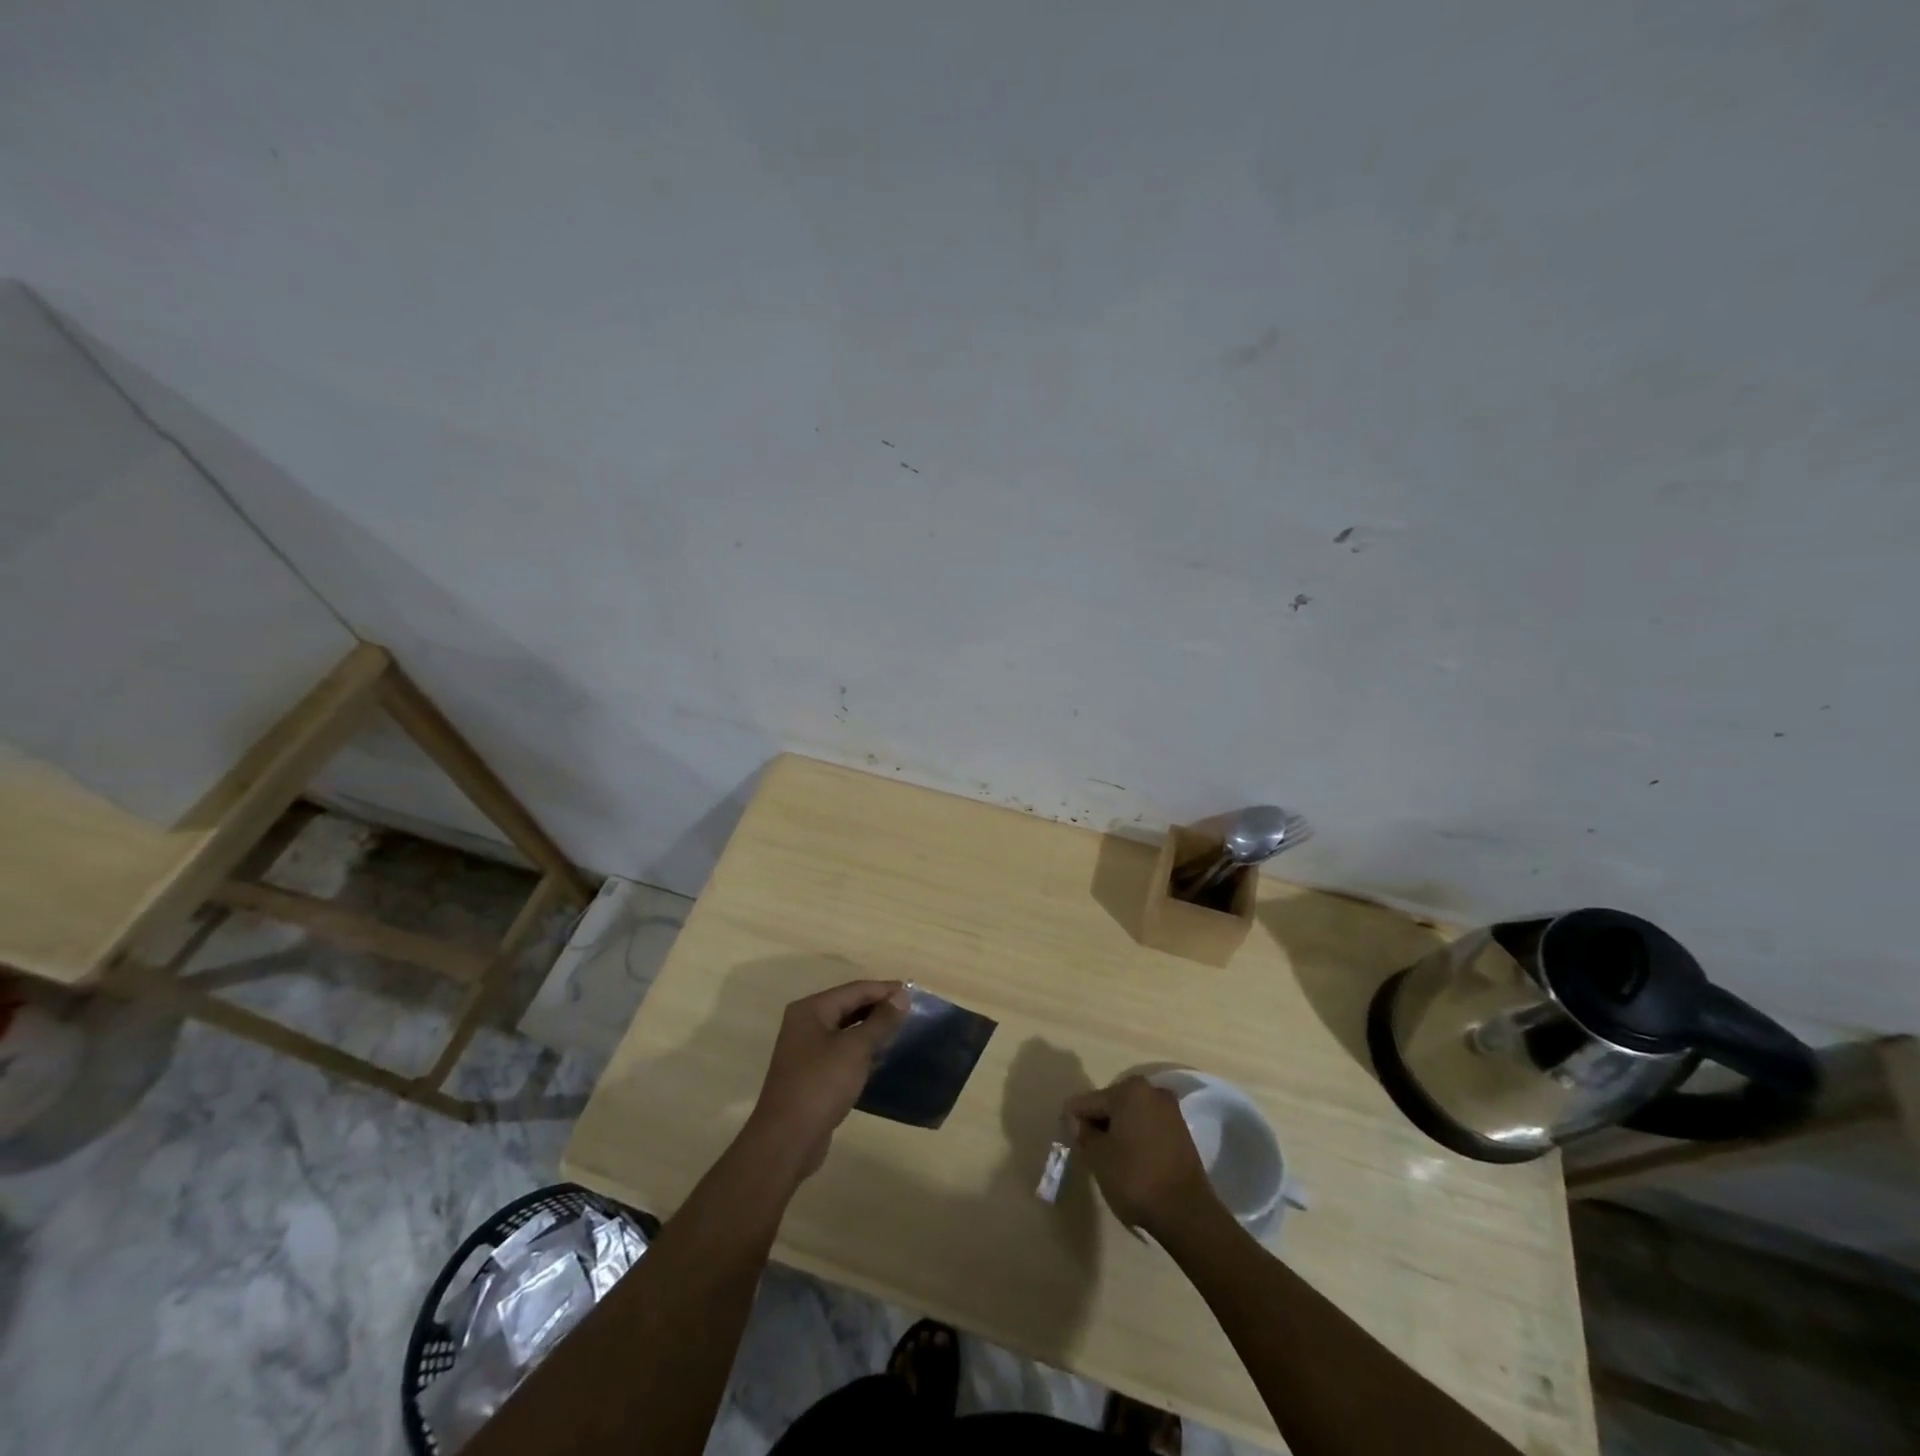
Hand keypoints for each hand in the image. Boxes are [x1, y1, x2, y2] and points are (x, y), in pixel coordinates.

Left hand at [742, 980, 909, 1181]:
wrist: (787, 1141)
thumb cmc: (821, 1085)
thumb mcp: (856, 1049)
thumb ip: (880, 1021)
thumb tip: (901, 995)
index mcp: (811, 1010)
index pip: (854, 990)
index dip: (884, 990)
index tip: (913, 993)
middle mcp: (805, 1024)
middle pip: (848, 1006)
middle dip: (878, 1008)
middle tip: (910, 1012)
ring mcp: (805, 1050)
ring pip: (845, 1030)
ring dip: (871, 1029)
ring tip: (900, 1031)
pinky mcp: (810, 1074)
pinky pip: (840, 1051)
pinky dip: (860, 1050)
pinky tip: (880, 1057)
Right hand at [1065, 1076, 1222, 1239]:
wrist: (1186, 1212)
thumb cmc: (1135, 1178)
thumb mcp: (1098, 1156)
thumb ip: (1082, 1133)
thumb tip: (1074, 1119)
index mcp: (1129, 1090)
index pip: (1089, 1101)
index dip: (1075, 1121)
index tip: (1070, 1141)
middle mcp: (1151, 1091)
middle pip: (1112, 1104)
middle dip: (1099, 1124)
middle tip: (1090, 1152)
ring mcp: (1170, 1110)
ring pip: (1131, 1116)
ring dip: (1118, 1132)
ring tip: (1110, 1160)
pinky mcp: (1181, 1131)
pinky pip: (1148, 1127)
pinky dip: (1136, 1139)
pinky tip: (1131, 1161)